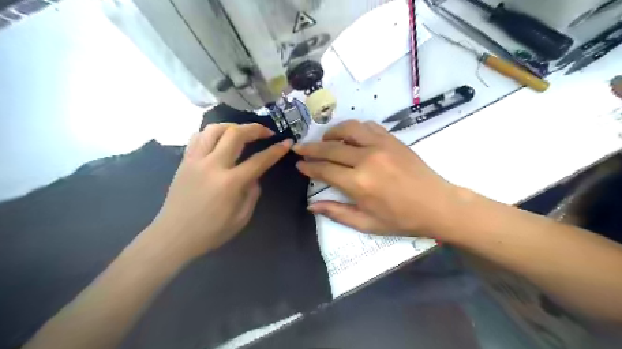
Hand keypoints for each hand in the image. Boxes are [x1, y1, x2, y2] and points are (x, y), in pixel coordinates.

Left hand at [147, 124, 291, 259]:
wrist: (174, 236)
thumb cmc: (211, 231)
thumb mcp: (241, 218)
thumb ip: (252, 193)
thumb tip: (254, 176)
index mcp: (230, 183)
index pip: (259, 160)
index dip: (275, 150)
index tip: (286, 143)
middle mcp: (213, 165)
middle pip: (235, 134)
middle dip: (255, 129)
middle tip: (266, 132)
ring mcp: (196, 160)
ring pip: (215, 129)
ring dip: (233, 126)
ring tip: (242, 132)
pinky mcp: (185, 161)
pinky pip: (198, 137)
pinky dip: (212, 133)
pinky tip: (220, 139)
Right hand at [294, 120, 457, 236]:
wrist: (437, 205)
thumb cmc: (401, 219)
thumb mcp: (366, 224)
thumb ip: (336, 213)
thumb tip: (311, 205)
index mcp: (359, 184)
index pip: (324, 170)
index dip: (308, 166)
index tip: (299, 164)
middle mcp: (366, 159)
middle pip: (330, 148)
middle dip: (311, 148)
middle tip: (299, 148)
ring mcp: (381, 145)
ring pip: (348, 129)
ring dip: (331, 133)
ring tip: (325, 141)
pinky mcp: (392, 139)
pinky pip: (367, 126)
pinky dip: (354, 128)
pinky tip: (351, 137)